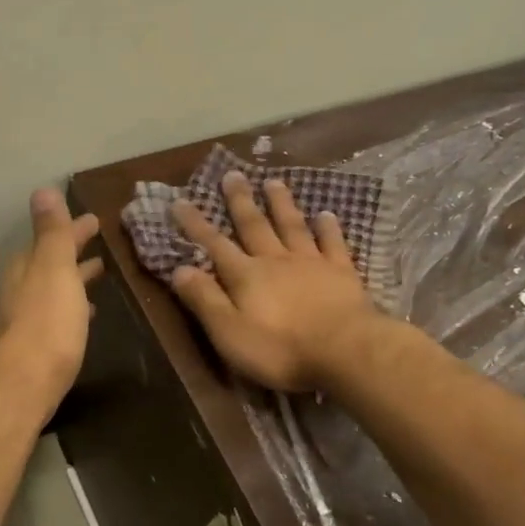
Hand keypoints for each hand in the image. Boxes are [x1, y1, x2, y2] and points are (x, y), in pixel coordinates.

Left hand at [0, 188, 104, 406]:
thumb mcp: (54, 268)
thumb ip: (52, 232)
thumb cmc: (46, 322)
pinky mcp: (35, 344)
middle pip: (51, 261)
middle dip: (73, 251)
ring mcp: (25, 317)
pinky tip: (85, 315)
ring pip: (54, 288)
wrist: (24, 383)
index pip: (52, 237)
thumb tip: (43, 190)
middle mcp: (21, 287)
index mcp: (28, 266)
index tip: (95, 220)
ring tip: (98, 274)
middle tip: (99, 244)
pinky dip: (72, 306)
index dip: (74, 228)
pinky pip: (57, 313)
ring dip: (74, 278)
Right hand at [170, 173, 376, 391]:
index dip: (195, 224)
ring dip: (281, 204)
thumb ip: (204, 299)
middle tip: (232, 174)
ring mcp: (311, 263)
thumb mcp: (229, 332)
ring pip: (292, 226)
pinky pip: (332, 244)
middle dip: (240, 201)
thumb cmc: (280, 349)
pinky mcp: (342, 273)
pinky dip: (328, 228)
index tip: (180, 200)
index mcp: (245, 276)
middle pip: (254, 226)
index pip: (214, 245)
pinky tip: (326, 215)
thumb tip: (179, 268)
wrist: (344, 350)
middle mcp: (275, 260)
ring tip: (273, 181)